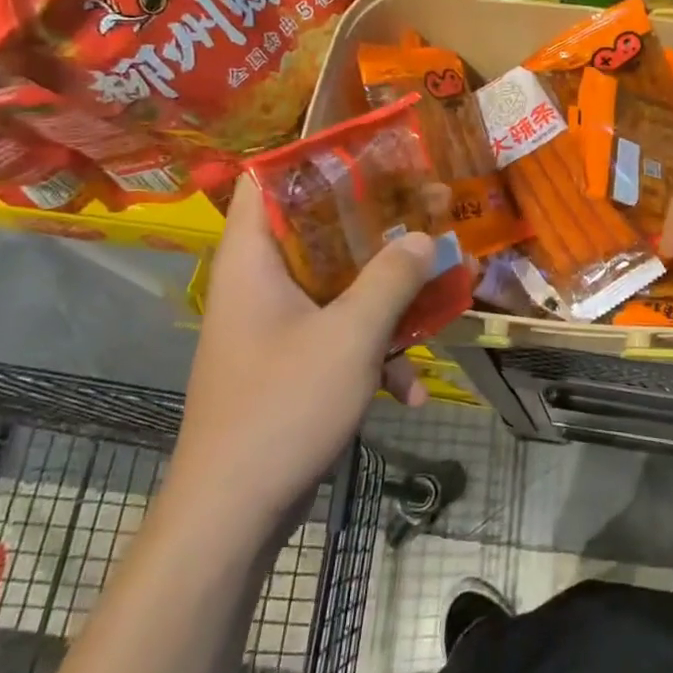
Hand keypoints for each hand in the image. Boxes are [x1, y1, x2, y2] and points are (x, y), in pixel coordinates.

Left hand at [168, 176, 432, 535]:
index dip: (313, 160)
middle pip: (318, 235)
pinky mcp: (290, 368)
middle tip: (427, 217)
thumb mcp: (351, 335)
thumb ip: (391, 279)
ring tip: (438, 308)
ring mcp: (275, 330)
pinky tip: (408, 392)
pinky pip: (338, 339)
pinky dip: (373, 355)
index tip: (371, 156)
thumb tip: (422, 236)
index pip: (266, 183)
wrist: (234, 515)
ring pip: (338, 290)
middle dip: (378, 233)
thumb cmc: (283, 406)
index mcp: (253, 262)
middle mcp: (259, 287)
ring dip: (387, 301)